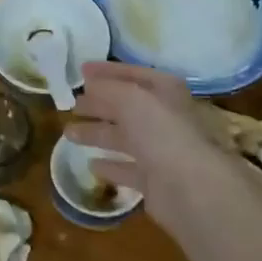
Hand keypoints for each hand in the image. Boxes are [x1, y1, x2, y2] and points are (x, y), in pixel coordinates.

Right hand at [63, 63, 255, 246]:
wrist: (192, 189)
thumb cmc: (162, 133)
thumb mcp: (131, 98)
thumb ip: (108, 88)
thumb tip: (89, 83)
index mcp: (165, 92)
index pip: (132, 74)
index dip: (106, 71)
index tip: (80, 71)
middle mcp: (165, 118)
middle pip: (125, 107)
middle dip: (98, 104)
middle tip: (72, 104)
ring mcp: (161, 151)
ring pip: (123, 138)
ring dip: (97, 133)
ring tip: (68, 133)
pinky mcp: (155, 181)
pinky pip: (127, 168)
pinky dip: (110, 166)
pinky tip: (92, 165)